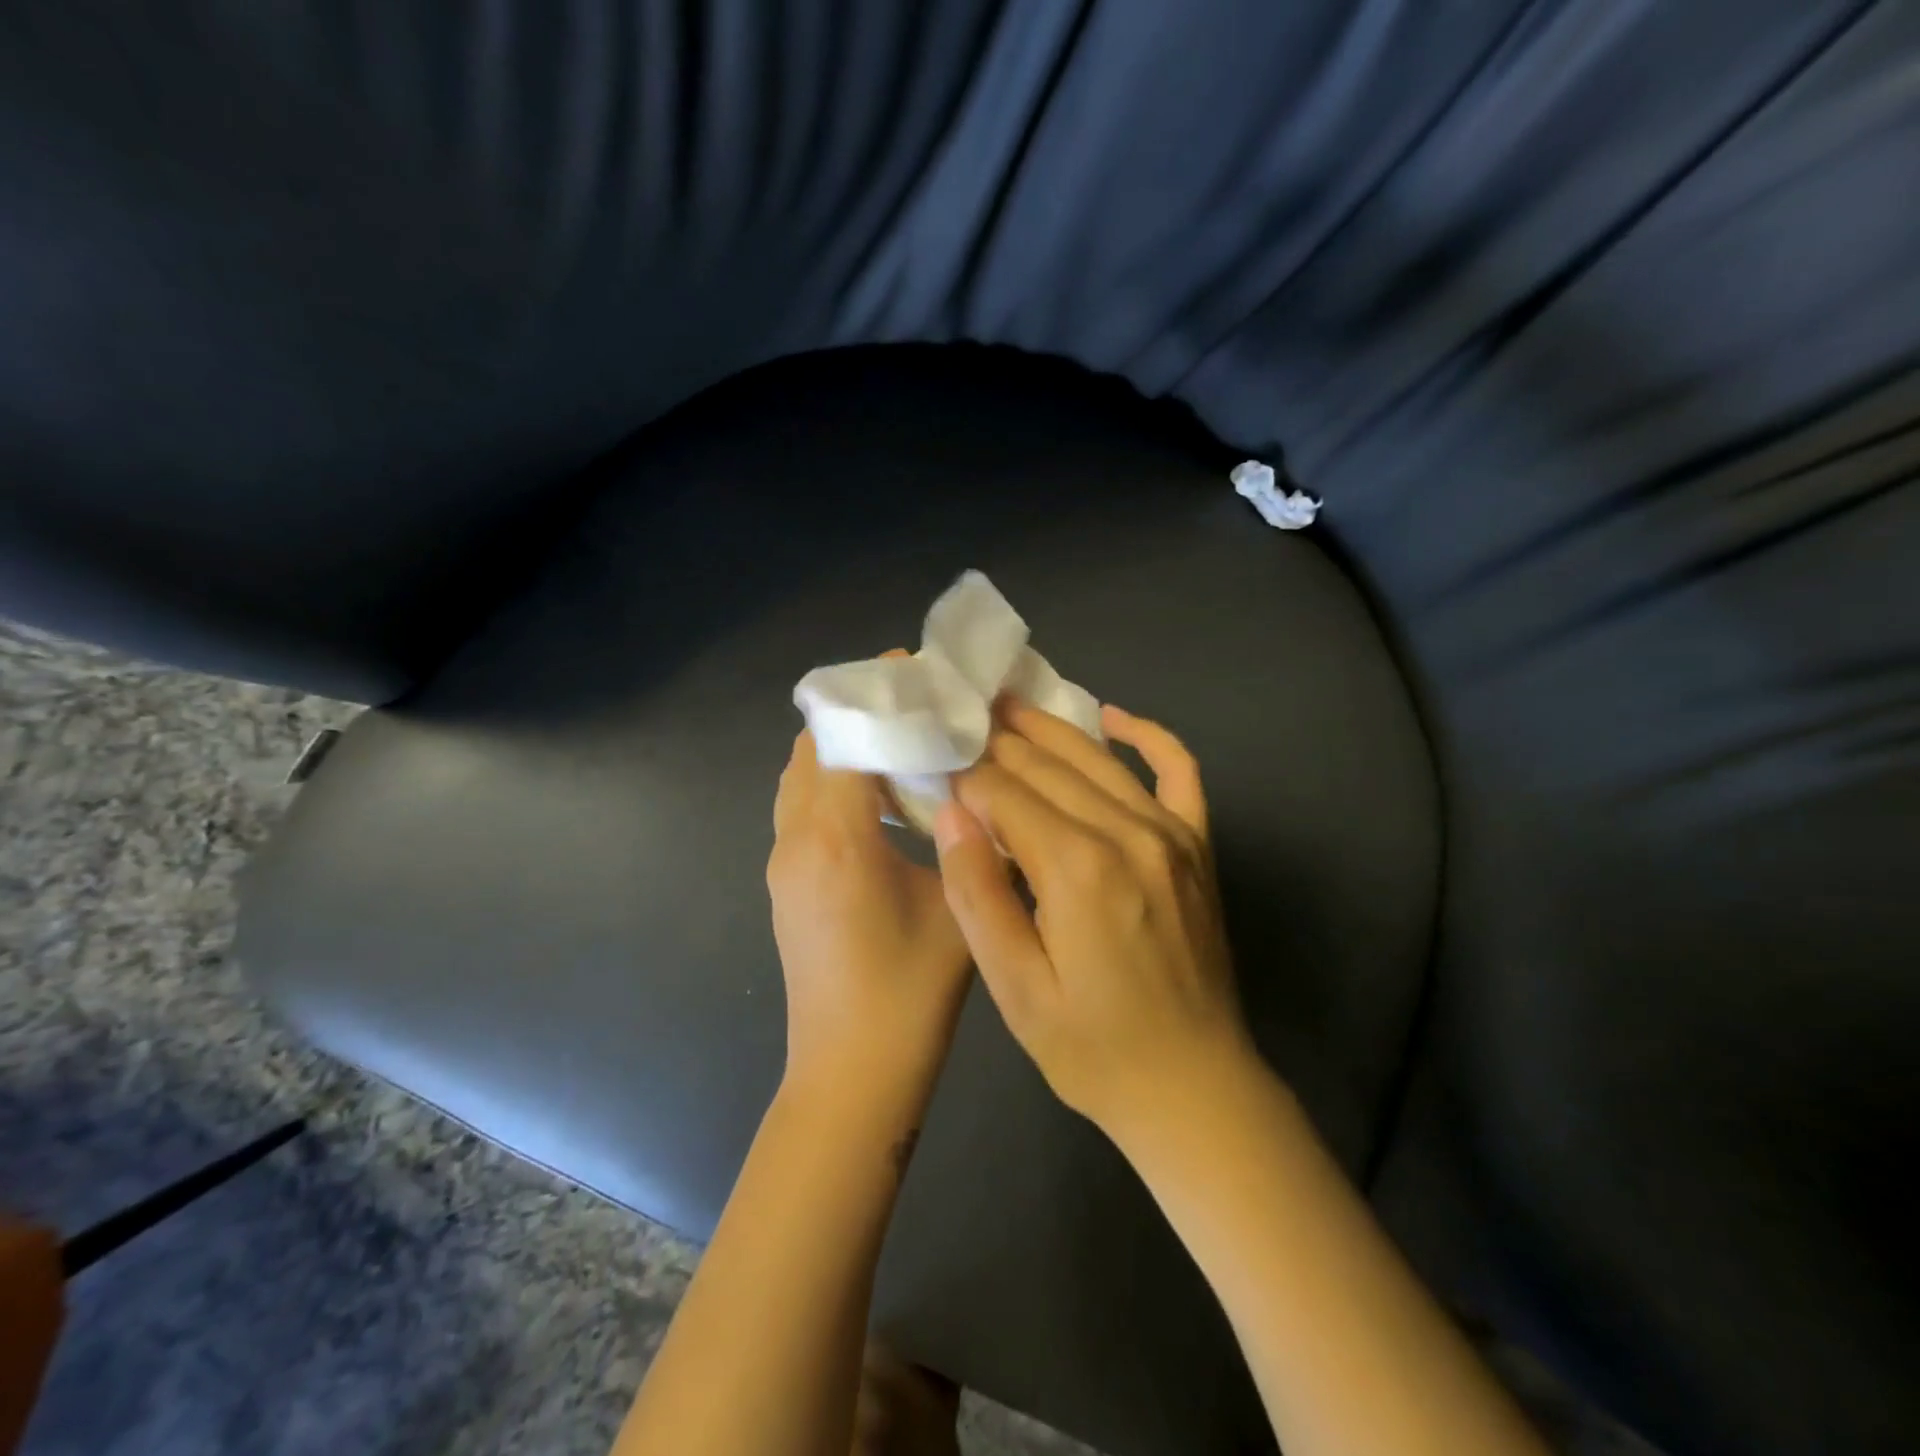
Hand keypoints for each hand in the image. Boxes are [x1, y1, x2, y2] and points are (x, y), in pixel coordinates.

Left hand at [768, 724, 972, 1099]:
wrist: (851, 1073)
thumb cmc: (911, 993)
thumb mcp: (959, 905)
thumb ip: (970, 839)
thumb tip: (982, 792)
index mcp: (837, 838)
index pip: (842, 738)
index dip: (874, 697)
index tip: (908, 667)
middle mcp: (796, 840)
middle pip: (811, 749)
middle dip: (855, 716)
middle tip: (909, 704)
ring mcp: (781, 864)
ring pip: (799, 780)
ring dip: (838, 750)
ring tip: (895, 742)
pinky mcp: (784, 886)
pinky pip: (799, 809)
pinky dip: (830, 784)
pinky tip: (875, 799)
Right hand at [931, 700, 1256, 1138]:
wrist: (1193, 1087)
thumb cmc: (1091, 1048)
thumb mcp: (1015, 988)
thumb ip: (978, 894)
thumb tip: (952, 813)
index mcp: (1076, 868)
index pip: (1004, 793)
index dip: (963, 774)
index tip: (932, 759)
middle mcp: (1127, 833)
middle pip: (1047, 766)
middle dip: (996, 742)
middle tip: (958, 716)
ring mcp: (1171, 833)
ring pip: (1097, 759)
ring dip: (1049, 727)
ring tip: (1006, 703)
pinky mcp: (1197, 845)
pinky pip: (1179, 770)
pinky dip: (1147, 734)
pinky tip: (1112, 716)